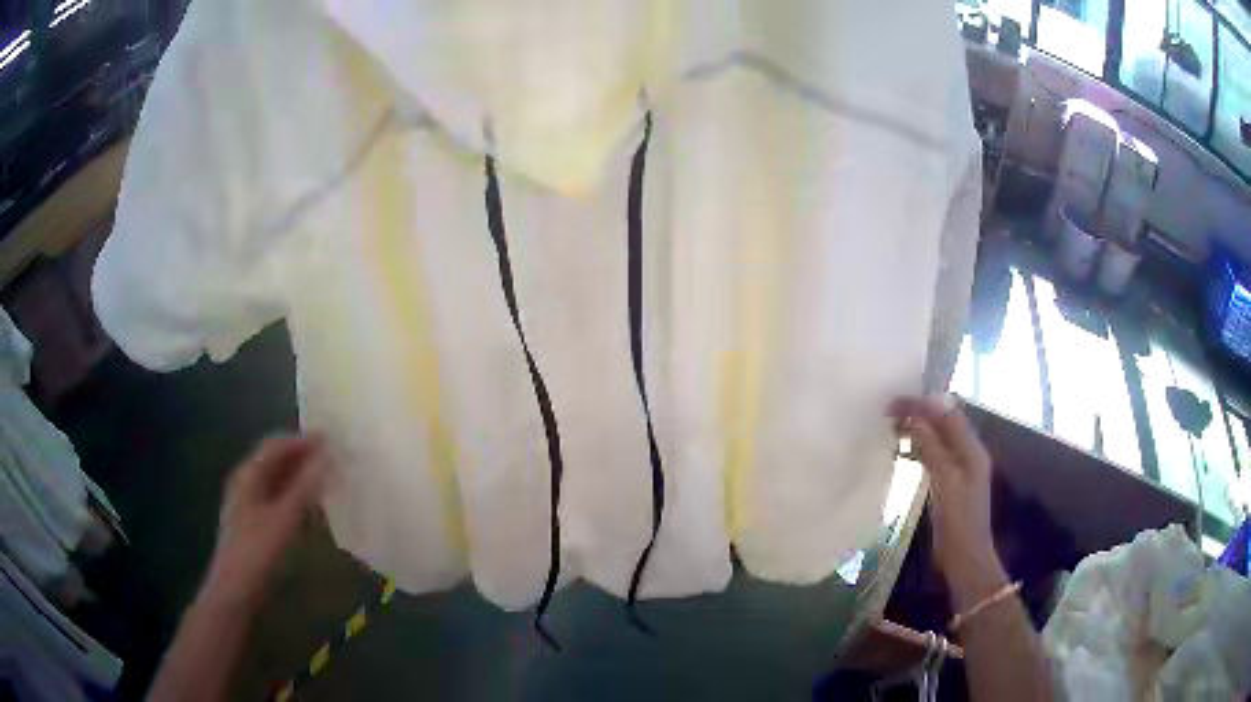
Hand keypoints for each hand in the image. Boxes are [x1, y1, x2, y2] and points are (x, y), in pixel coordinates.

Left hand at [203, 435, 327, 607]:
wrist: (235, 590)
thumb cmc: (258, 551)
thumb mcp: (284, 518)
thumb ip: (305, 487)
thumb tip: (326, 455)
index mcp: (248, 474)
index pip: (276, 445)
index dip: (302, 440)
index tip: (330, 440)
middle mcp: (245, 482)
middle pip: (274, 460)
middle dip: (301, 457)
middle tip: (331, 459)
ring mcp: (247, 503)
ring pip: (276, 480)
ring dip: (299, 476)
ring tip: (325, 480)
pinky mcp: (253, 523)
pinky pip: (276, 498)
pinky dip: (294, 495)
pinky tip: (309, 507)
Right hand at [890, 396, 1006, 608]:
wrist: (966, 560)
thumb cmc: (958, 523)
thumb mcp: (946, 484)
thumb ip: (932, 450)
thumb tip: (914, 418)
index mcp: (972, 450)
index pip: (948, 414)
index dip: (922, 404)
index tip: (893, 402)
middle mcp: (968, 454)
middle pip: (944, 423)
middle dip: (918, 413)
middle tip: (888, 412)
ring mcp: (960, 469)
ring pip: (937, 438)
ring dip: (917, 429)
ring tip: (892, 428)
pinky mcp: (950, 484)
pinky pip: (933, 455)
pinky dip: (918, 448)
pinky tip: (902, 453)